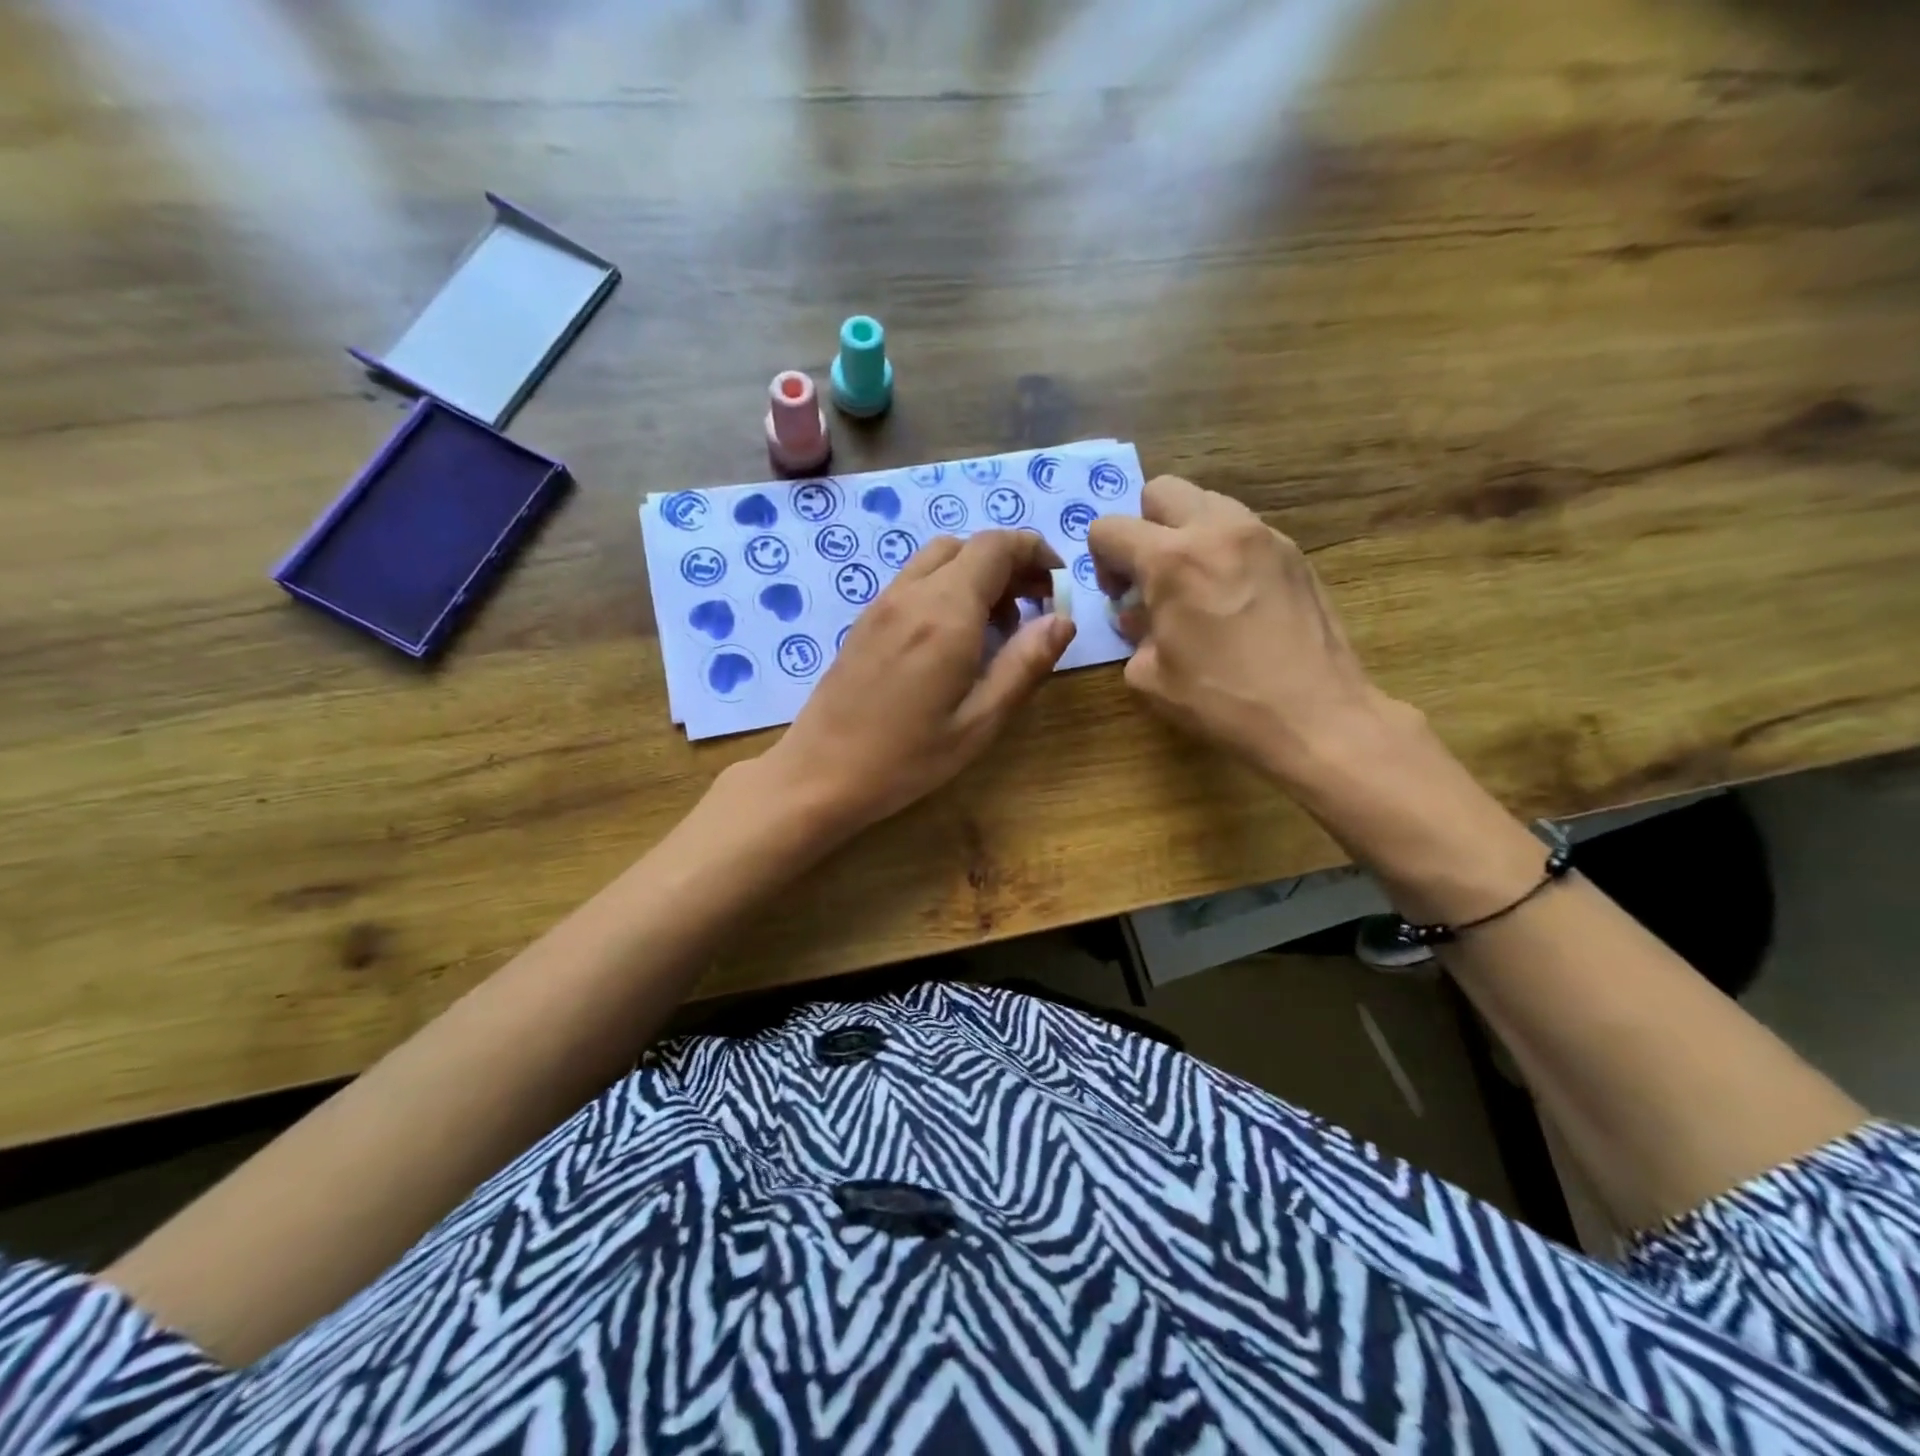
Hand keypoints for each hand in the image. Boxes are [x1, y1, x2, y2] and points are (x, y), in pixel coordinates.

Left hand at [763, 531, 1075, 832]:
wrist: (819, 773)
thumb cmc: (906, 758)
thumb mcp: (978, 722)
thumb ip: (1024, 665)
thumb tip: (1062, 620)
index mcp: (946, 613)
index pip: (997, 547)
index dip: (1035, 552)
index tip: (1058, 584)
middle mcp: (913, 594)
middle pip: (969, 546)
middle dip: (1010, 564)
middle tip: (1033, 607)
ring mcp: (883, 604)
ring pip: (939, 559)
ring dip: (977, 574)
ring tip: (997, 624)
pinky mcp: (866, 620)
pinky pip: (915, 581)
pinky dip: (947, 587)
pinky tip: (954, 637)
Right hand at [1088, 475, 1395, 783]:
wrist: (1316, 715)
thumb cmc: (1223, 701)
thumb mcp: (1150, 677)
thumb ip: (1133, 632)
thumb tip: (1139, 615)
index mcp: (1171, 560)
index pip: (1110, 528)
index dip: (1101, 560)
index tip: (1119, 595)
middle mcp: (1217, 530)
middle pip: (1160, 491)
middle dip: (1143, 527)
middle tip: (1152, 575)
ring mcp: (1263, 535)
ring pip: (1207, 501)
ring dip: (1186, 532)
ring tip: (1195, 584)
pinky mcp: (1294, 551)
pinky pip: (1243, 529)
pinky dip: (1224, 549)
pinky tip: (1233, 596)